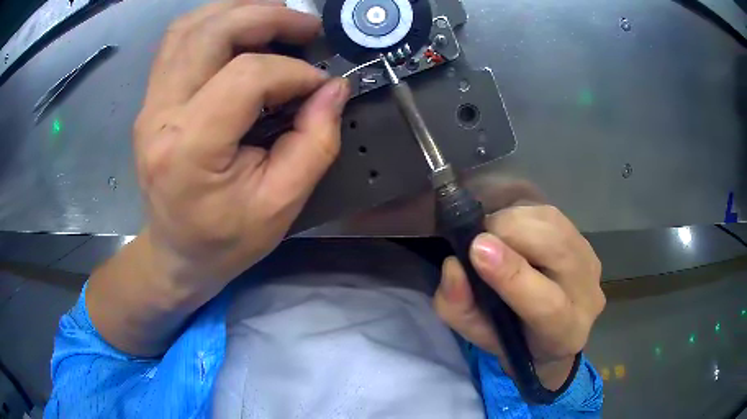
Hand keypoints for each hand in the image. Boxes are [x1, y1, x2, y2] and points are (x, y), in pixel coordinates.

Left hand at [133, 1, 349, 294]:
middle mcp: (159, 116)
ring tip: (276, 17)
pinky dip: (212, 23)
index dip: (293, 73)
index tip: (319, 86)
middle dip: (266, 17)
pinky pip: (177, 42)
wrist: (177, 254)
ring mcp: (149, 104)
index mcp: (189, 149)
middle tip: (305, 26)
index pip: (246, 77)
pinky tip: (240, 29)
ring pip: (188, 28)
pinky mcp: (151, 100)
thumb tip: (334, 89)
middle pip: (211, 33)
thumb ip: (314, 143)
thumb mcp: (281, 204)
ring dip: (237, 10)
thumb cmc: (225, 240)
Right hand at [433, 205, 604, 389]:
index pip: (547, 305)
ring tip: (492, 236)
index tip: (477, 249)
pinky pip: (551, 214)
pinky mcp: (584, 240)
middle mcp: (588, 296)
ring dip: (513, 220)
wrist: (551, 329)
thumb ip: (459, 308)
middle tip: (477, 241)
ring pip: (553, 223)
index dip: (513, 275)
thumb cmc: (513, 339)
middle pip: (556, 249)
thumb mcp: (477, 335)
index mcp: (564, 334)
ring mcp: (590, 263)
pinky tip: (511, 231)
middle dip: (508, 232)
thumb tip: (454, 266)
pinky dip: (522, 215)